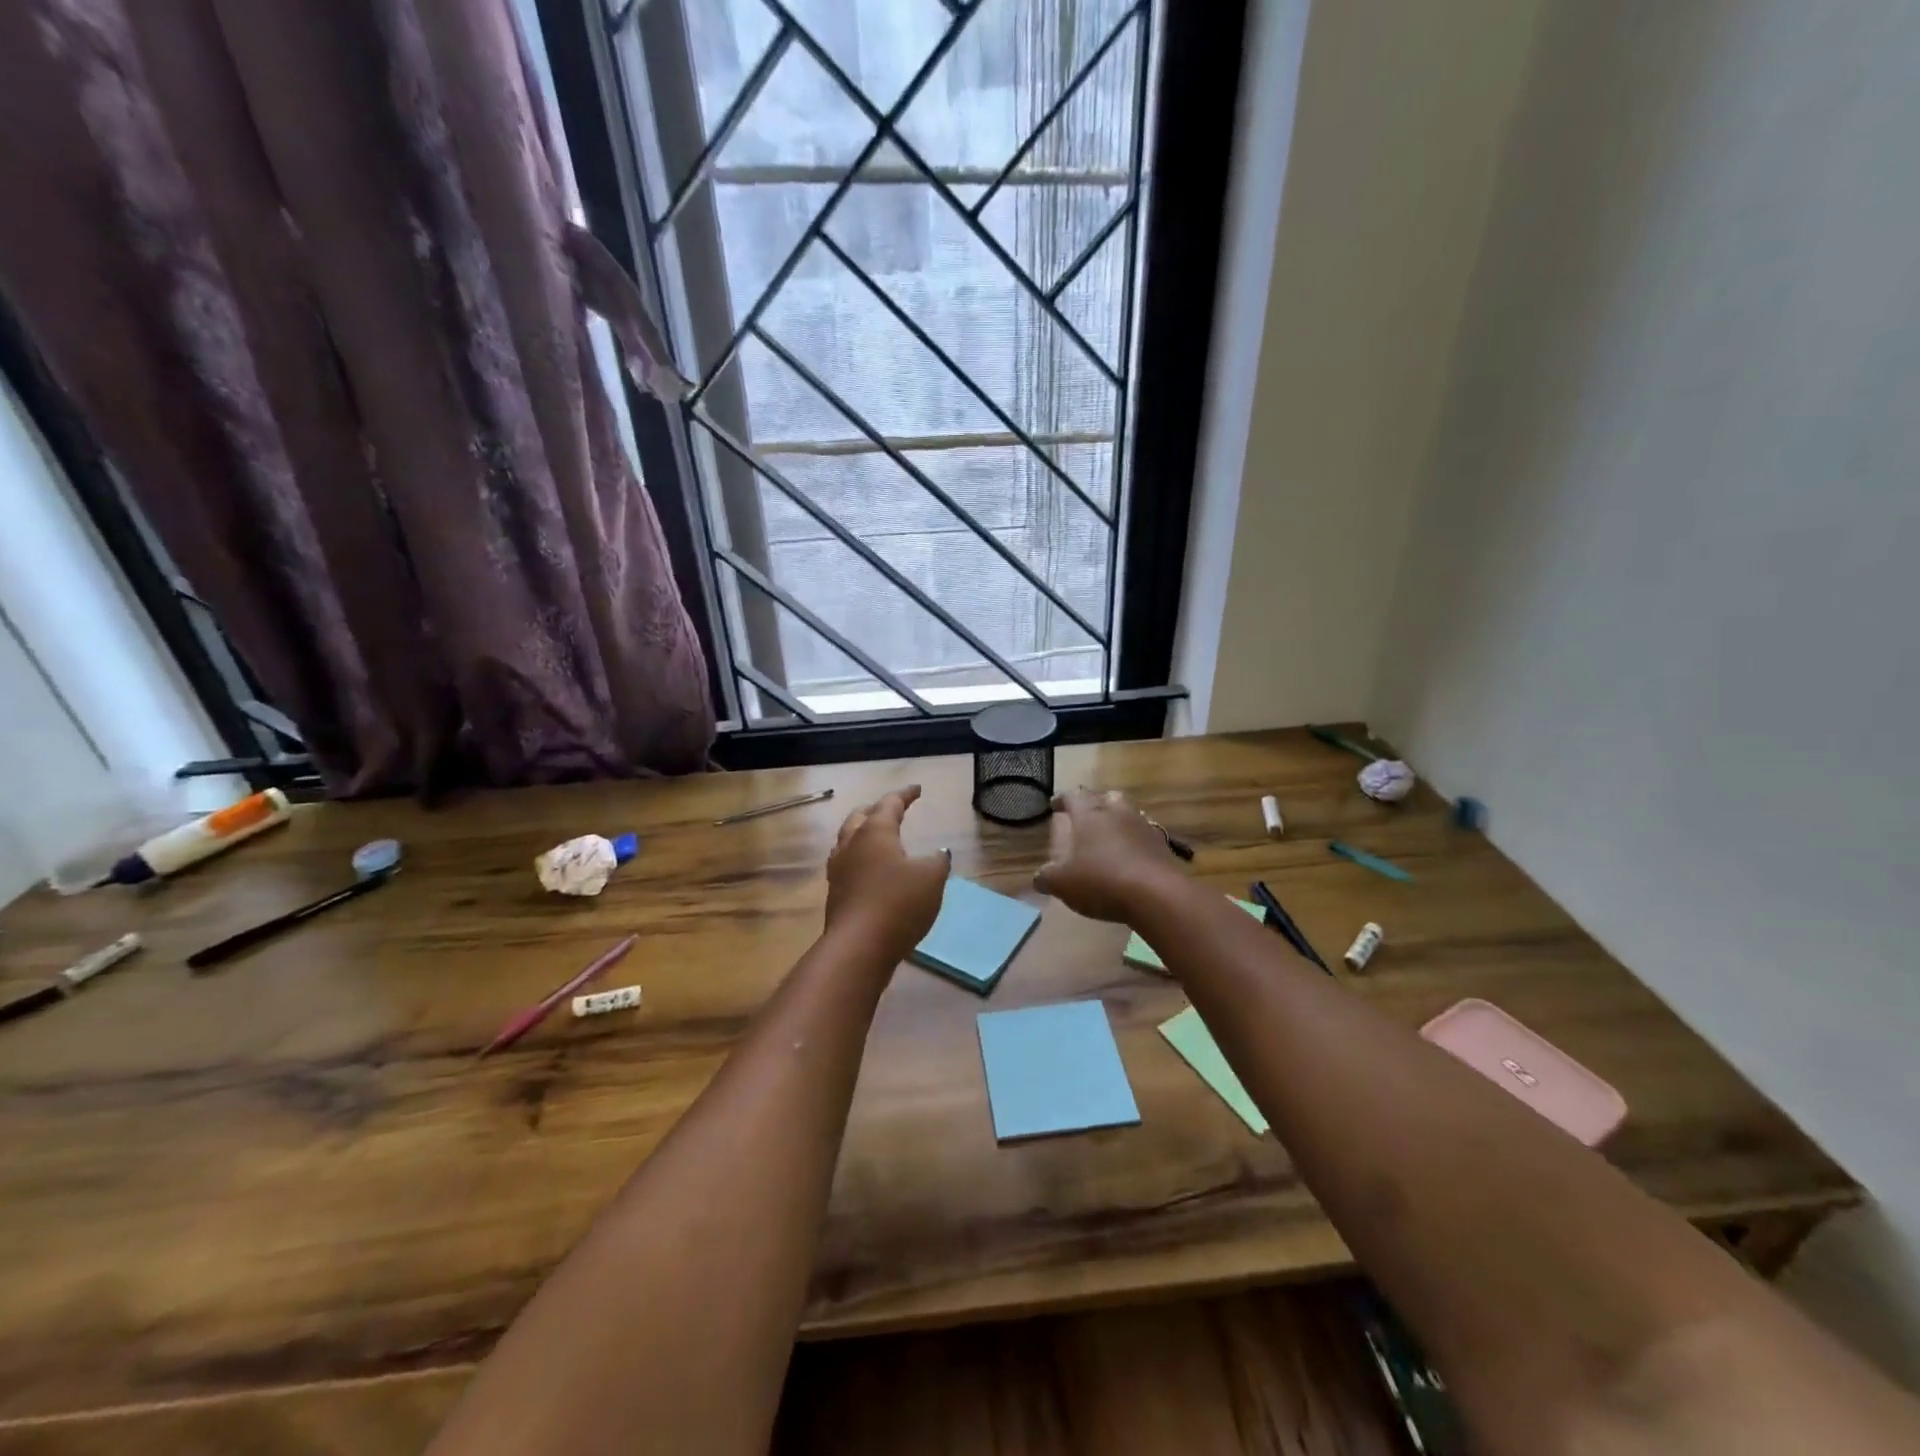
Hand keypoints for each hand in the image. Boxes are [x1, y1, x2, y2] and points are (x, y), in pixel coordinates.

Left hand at [824, 786, 950, 959]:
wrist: (859, 947)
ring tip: (875, 837)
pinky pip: (846, 865)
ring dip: (861, 833)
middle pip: (860, 817)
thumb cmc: (898, 903)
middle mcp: (851, 845)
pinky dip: (859, 859)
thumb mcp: (931, 878)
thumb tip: (938, 853)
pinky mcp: (835, 894)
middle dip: (876, 810)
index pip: (890, 804)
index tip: (917, 790)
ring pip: (847, 840)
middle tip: (891, 810)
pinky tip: (868, 871)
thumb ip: (938, 861)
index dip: (905, 795)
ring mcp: (838, 870)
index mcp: (875, 832)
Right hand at [1034, 788, 1184, 922]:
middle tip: (1086, 818)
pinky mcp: (1163, 846)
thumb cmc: (1101, 880)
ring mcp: (1144, 827)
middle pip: (1106, 797)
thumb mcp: (1063, 883)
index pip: (1073, 796)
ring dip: (1118, 822)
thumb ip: (1047, 877)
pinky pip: (1144, 836)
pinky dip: (1134, 843)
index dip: (1062, 800)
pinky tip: (1129, 859)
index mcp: (1089, 814)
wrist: (1157, 895)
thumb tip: (1039, 877)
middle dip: (1095, 804)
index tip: (1054, 805)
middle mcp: (1117, 812)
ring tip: (1108, 839)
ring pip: (1128, 814)